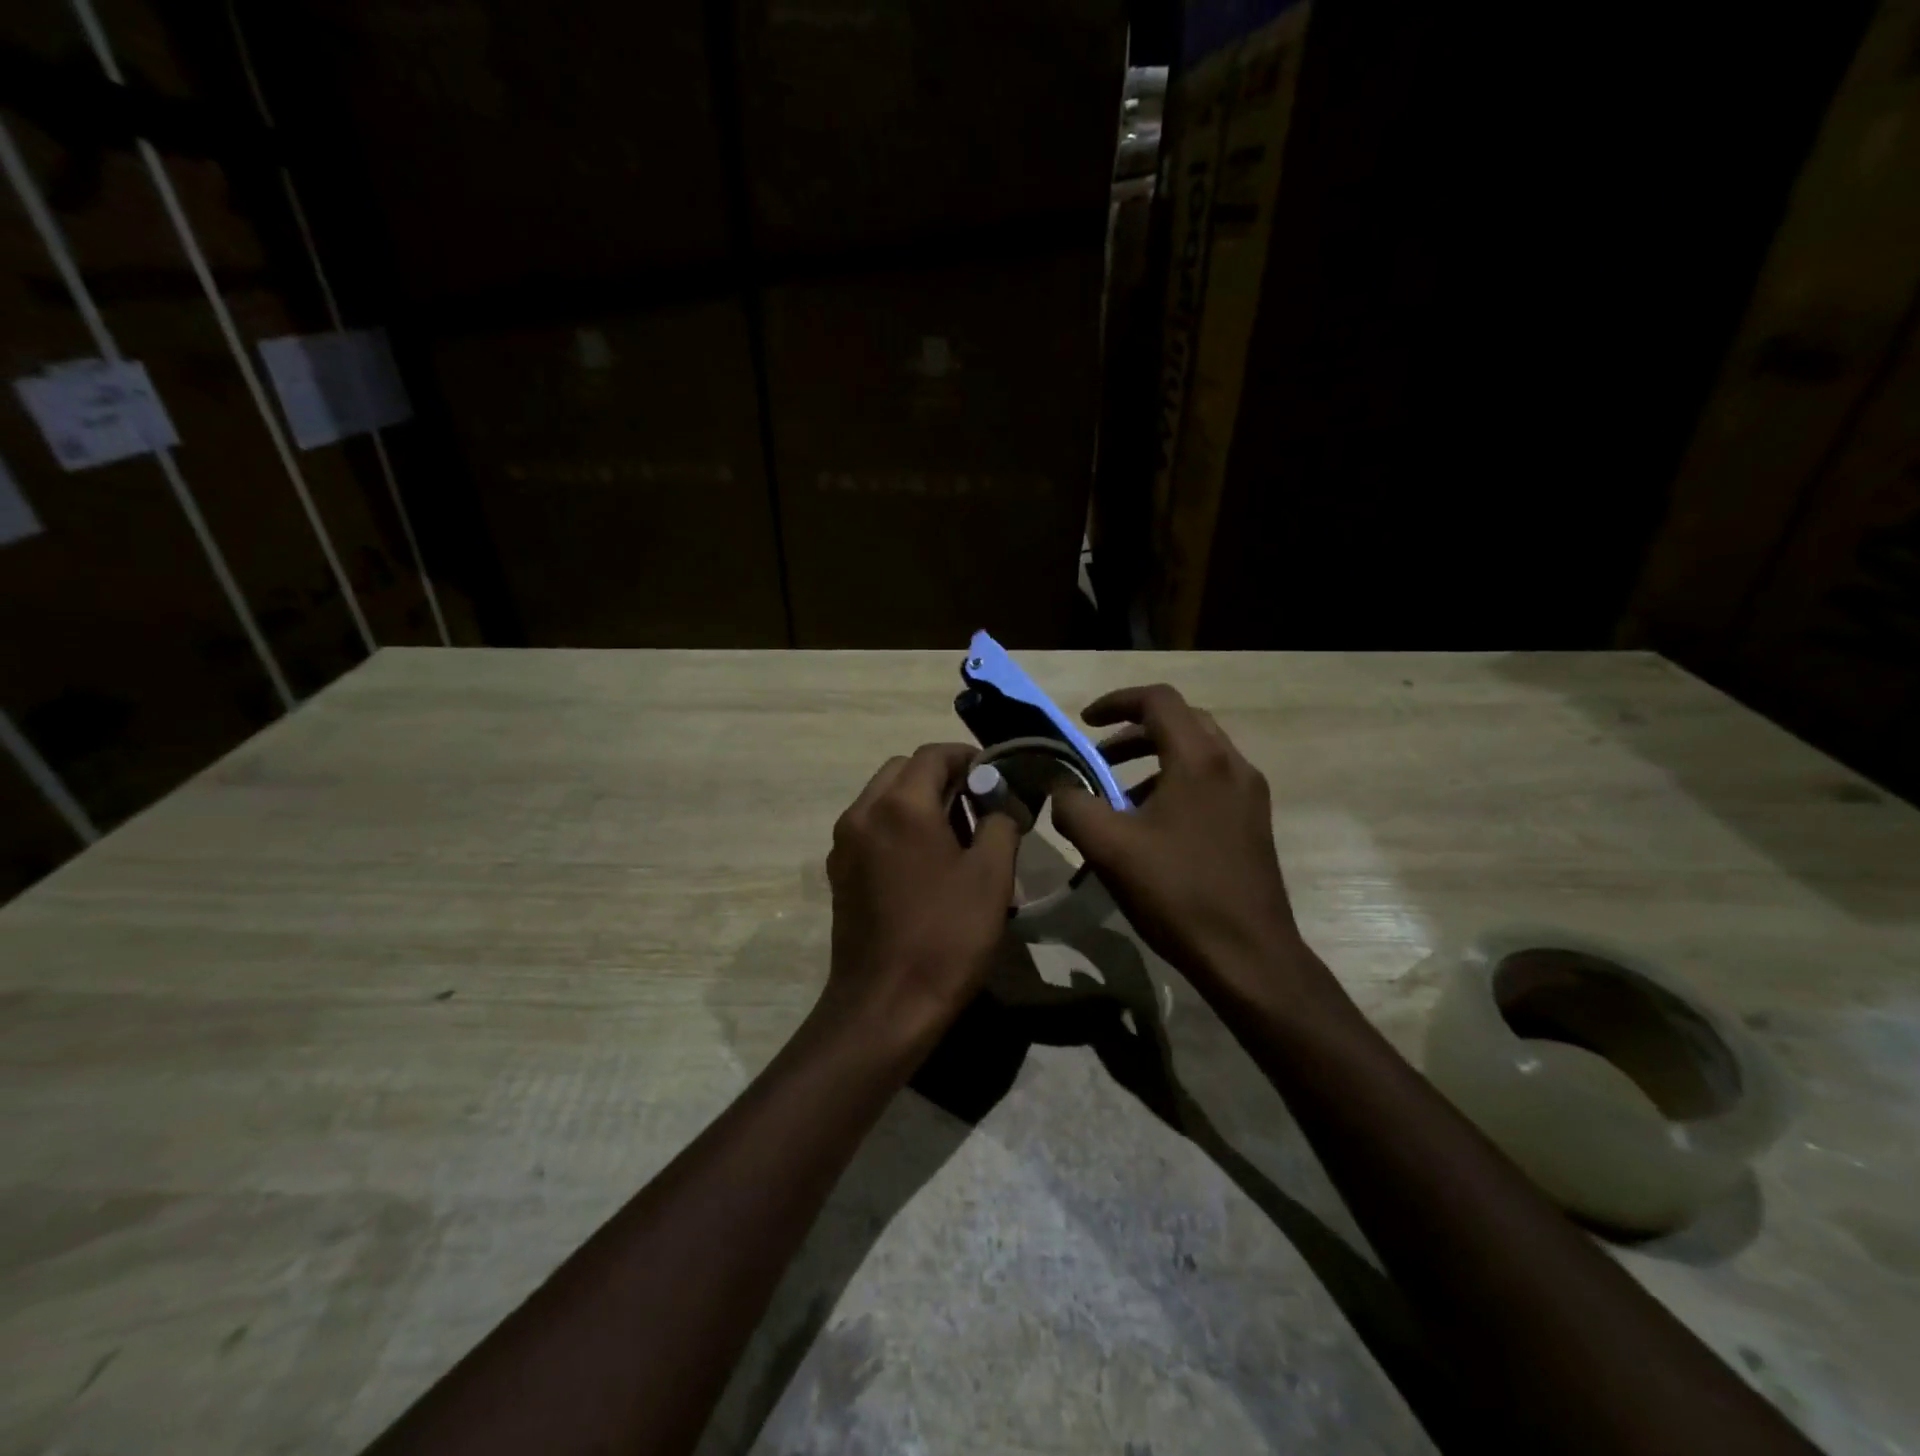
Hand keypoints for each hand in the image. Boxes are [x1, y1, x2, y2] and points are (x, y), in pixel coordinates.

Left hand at [821, 743, 1020, 1056]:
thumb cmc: (946, 936)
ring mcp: (844, 843)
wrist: (885, 1005)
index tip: (995, 776)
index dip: (968, 757)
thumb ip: (1000, 822)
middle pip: (903, 770)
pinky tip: (924, 861)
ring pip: (883, 797)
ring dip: (917, 800)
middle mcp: (863, 812)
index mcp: (900, 805)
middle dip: (940, 776)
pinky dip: (897, 825)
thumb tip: (999, 803)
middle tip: (976, 804)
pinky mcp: (838, 872)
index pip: (933, 754)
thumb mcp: (991, 876)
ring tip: (954, 834)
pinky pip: (871, 827)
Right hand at [1051, 685, 1312, 1002]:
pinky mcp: (1253, 823)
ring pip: (1198, 753)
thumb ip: (1073, 806)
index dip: (1116, 701)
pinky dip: (1176, 783)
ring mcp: (1249, 795)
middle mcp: (1232, 765)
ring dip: (1154, 760)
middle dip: (1134, 732)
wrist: (1248, 955)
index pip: (1158, 700)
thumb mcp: (1108, 847)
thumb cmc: (1177, 892)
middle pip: (1181, 721)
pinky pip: (1211, 781)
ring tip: (1118, 797)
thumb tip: (1061, 789)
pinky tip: (1152, 827)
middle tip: (1099, 757)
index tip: (1084, 722)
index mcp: (1199, 759)